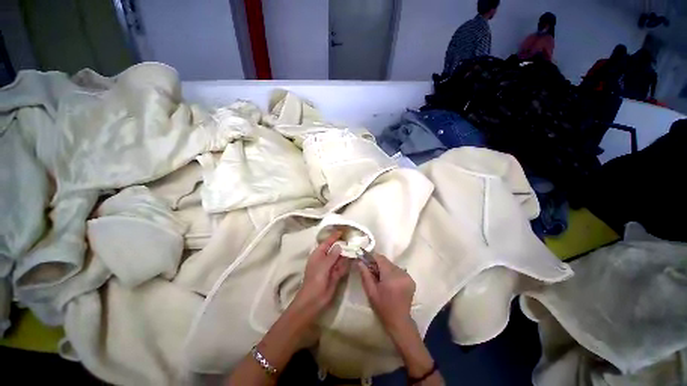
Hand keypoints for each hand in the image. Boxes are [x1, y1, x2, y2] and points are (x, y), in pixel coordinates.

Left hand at [292, 232, 350, 315]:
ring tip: (355, 248)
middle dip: (342, 246)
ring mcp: (330, 267)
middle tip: (352, 240)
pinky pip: (342, 267)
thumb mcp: (323, 266)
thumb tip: (339, 245)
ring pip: (339, 258)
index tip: (342, 232)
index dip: (334, 237)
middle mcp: (325, 259)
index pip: (327, 243)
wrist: (314, 300)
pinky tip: (352, 260)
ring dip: (346, 255)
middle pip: (334, 250)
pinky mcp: (335, 275)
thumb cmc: (315, 280)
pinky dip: (346, 264)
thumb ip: (332, 255)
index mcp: (318, 255)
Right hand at [357, 253, 415, 332]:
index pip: (380, 258)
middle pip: (386, 261)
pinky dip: (392, 272)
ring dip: (385, 268)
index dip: (372, 257)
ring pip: (392, 265)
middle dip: (378, 264)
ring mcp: (408, 276)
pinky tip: (389, 282)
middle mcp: (401, 273)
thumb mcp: (371, 291)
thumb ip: (365, 274)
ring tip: (380, 278)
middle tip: (371, 272)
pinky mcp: (411, 279)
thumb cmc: (382, 307)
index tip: (365, 260)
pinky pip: (398, 270)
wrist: (399, 321)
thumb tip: (359, 261)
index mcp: (391, 276)